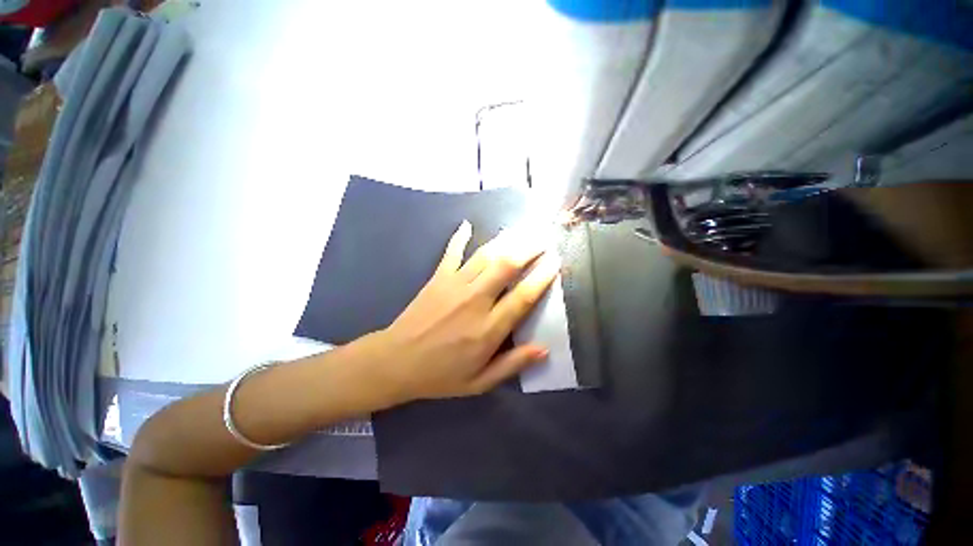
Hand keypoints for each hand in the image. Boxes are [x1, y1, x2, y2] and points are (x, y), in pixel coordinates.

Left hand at [369, 221, 560, 401]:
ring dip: (506, 240)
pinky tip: (467, 224)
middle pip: (506, 267)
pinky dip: (459, 237)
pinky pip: (451, 252)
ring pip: (485, 255)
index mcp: (488, 329)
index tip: (555, 262)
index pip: (523, 297)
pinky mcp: (438, 278)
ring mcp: (454, 285)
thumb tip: (544, 349)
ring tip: (522, 229)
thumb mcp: (479, 382)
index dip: (542, 277)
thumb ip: (512, 365)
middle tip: (543, 239)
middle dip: (528, 249)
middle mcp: (475, 301)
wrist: (395, 362)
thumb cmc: (440, 376)